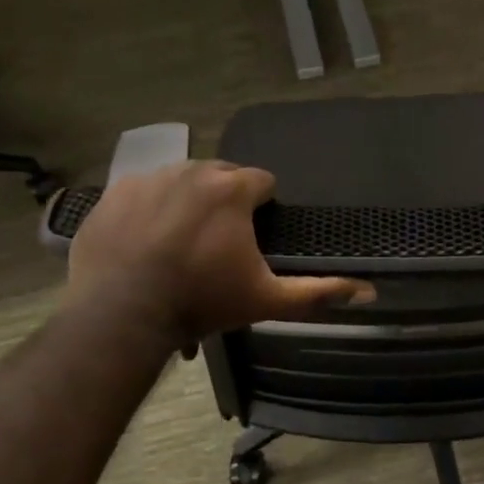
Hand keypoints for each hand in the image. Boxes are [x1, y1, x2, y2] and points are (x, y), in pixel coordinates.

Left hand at [67, 161, 373, 346]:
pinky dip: (149, 210)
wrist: (121, 313)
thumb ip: (317, 292)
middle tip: (218, 244)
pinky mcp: (114, 194)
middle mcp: (191, 170)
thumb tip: (369, 292)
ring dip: (187, 203)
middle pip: (221, 176)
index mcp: (231, 189)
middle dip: (225, 202)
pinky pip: (141, 192)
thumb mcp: (266, 300)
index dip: (263, 208)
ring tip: (180, 244)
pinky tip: (146, 242)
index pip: (262, 181)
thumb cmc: (201, 301)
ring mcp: (147, 178)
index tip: (255, 236)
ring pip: (180, 181)